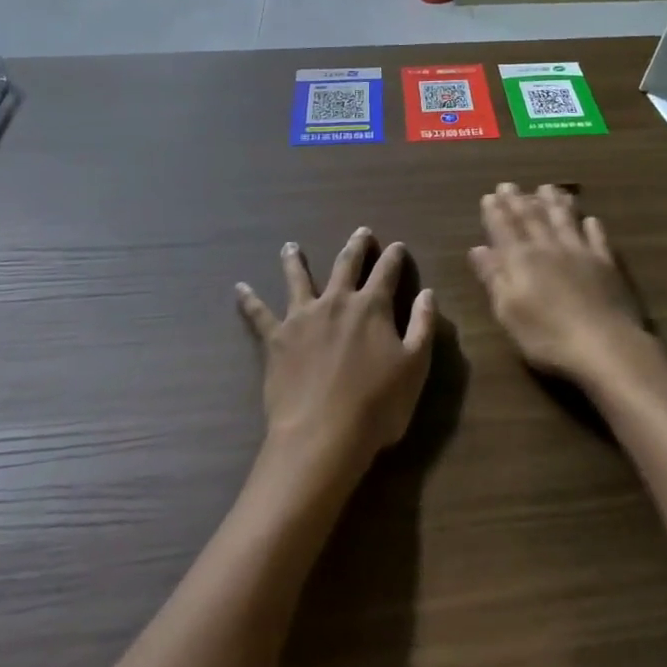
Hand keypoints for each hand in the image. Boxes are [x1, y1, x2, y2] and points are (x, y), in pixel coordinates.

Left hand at [236, 228, 435, 481]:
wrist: (322, 435)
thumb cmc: (378, 404)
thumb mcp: (416, 366)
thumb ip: (423, 325)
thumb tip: (427, 293)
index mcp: (373, 307)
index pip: (387, 272)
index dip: (394, 257)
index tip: (397, 246)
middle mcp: (337, 302)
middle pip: (346, 265)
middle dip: (356, 247)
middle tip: (361, 231)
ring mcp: (303, 317)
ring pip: (298, 279)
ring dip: (295, 261)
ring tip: (290, 246)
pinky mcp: (276, 339)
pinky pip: (259, 315)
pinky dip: (249, 300)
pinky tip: (239, 288)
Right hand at [471, 184, 649, 388]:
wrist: (605, 346)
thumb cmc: (548, 336)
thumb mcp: (509, 312)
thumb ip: (494, 277)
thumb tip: (478, 248)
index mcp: (522, 260)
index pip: (505, 230)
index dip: (496, 212)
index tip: (490, 195)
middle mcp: (550, 248)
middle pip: (532, 219)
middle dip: (519, 201)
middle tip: (510, 185)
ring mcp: (581, 253)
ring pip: (565, 220)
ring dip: (554, 203)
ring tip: (547, 187)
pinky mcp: (607, 264)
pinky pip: (597, 238)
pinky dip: (592, 226)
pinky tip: (590, 219)